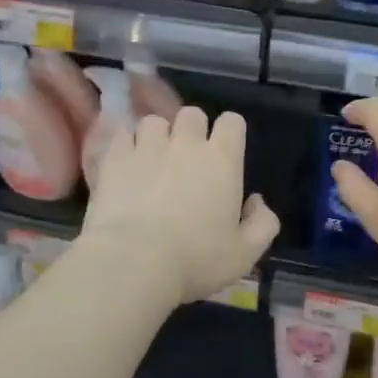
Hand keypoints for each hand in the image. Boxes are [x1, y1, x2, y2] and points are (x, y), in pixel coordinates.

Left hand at [82, 106, 279, 305]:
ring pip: (154, 121)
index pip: (232, 122)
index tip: (225, 155)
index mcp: (222, 160)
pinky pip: (122, 135)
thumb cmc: (195, 260)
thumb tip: (257, 202)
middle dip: (192, 131)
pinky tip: (126, 165)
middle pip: (192, 115)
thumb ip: (263, 224)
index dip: (229, 133)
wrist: (133, 262)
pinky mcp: (115, 158)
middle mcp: (186, 143)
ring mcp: (147, 147)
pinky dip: (126, 145)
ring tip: (152, 161)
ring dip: (157, 137)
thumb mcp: (244, 254)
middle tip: (187, 160)